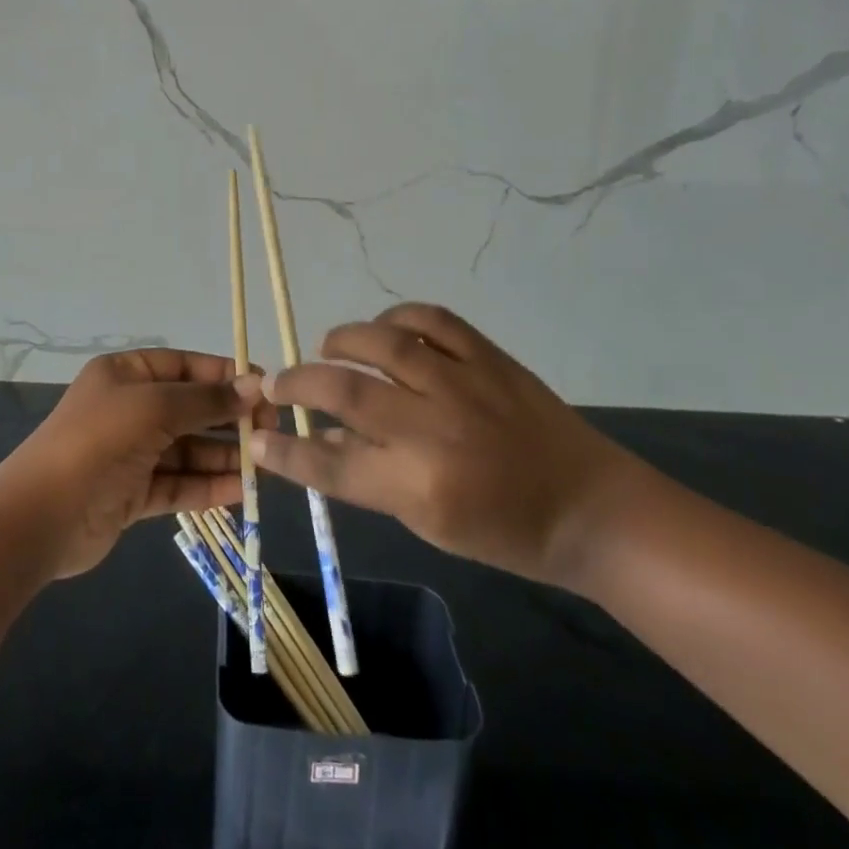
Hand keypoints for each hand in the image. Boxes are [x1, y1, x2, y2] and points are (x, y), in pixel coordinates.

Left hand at [0, 349, 261, 579]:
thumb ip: (206, 400)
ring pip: (187, 449)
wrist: (40, 517)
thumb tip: (255, 385)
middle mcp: (128, 408)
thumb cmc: (98, 442)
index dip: (223, 375)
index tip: (264, 387)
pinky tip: (241, 490)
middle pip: (189, 408)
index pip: (183, 366)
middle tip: (271, 429)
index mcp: (125, 374)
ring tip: (264, 464)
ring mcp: (130, 453)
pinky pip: (178, 483)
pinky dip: (207, 486)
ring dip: (223, 455)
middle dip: (228, 417)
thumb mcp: (155, 408)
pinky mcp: (132, 494)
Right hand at [252, 304, 643, 586]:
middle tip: (277, 383)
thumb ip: (372, 477)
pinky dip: (399, 316)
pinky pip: (432, 318)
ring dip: (342, 340)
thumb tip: (323, 439)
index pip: (332, 463)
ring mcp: (463, 384)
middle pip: (345, 391)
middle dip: (298, 383)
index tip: (257, 436)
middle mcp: (435, 428)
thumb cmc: (508, 532)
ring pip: (382, 341)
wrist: (591, 507)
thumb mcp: (430, 523)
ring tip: (328, 348)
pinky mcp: (488, 356)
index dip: (286, 449)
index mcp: (420, 485)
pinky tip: (386, 327)